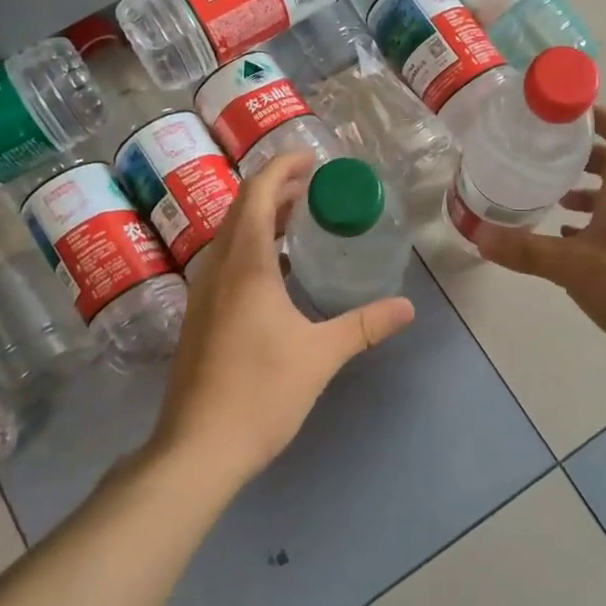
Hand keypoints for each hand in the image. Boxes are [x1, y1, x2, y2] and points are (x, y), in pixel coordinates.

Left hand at [148, 151, 414, 489]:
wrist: (198, 447)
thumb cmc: (261, 393)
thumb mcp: (321, 355)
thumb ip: (365, 325)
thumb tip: (407, 308)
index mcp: (245, 266)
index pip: (257, 194)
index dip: (282, 167)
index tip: (312, 158)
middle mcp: (217, 269)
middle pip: (241, 209)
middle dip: (276, 189)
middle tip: (315, 187)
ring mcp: (203, 293)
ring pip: (230, 236)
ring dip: (263, 219)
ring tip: (302, 221)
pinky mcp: (199, 316)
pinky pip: (226, 262)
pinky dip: (253, 248)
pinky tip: (279, 272)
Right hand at [474, 106, 605, 363]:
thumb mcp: (571, 265)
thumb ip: (525, 249)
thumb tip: (479, 236)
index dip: (597, 115)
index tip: (562, 115)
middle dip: (578, 155)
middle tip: (539, 155)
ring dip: (583, 190)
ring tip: (546, 196)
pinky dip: (591, 221)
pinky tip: (564, 238)